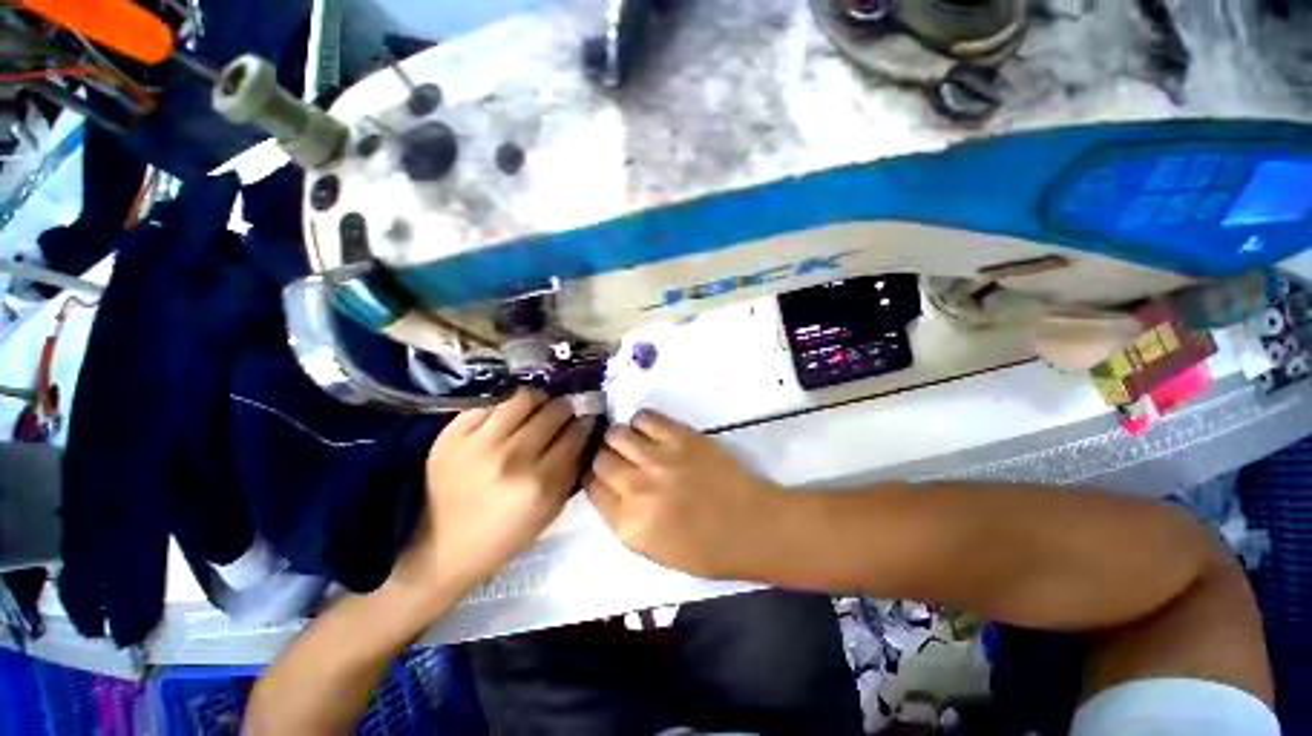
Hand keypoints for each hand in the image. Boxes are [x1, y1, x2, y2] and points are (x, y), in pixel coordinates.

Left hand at [394, 389, 593, 607]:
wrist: (439, 548)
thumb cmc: (502, 536)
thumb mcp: (549, 512)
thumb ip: (571, 472)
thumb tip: (584, 434)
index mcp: (539, 485)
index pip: (574, 435)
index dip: (584, 422)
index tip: (586, 418)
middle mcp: (512, 458)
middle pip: (552, 412)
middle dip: (565, 407)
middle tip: (564, 411)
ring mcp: (479, 442)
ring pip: (523, 397)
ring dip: (539, 398)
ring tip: (538, 406)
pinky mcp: (453, 434)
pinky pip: (491, 400)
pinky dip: (507, 401)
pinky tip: (511, 410)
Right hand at [586, 410, 784, 579]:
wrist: (752, 526)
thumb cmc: (706, 548)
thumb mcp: (652, 549)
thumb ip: (623, 518)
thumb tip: (608, 487)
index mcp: (628, 524)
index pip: (591, 487)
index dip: (594, 477)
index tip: (602, 473)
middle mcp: (636, 489)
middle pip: (599, 458)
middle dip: (603, 456)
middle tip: (616, 457)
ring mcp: (658, 459)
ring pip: (617, 433)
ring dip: (619, 437)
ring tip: (632, 442)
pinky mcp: (680, 436)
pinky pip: (645, 417)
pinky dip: (641, 421)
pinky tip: (649, 430)